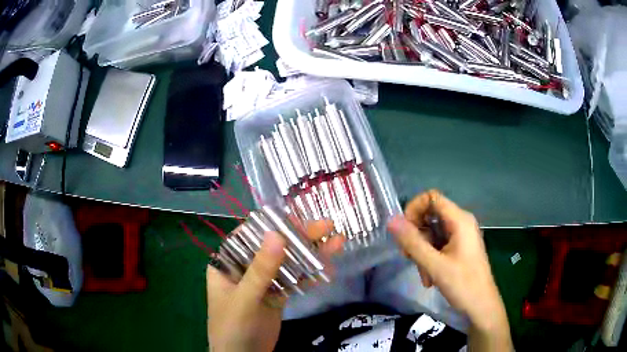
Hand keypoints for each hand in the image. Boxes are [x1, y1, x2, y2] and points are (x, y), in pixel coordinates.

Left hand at [207, 220, 342, 351]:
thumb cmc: (233, 328)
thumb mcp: (245, 299)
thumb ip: (260, 270)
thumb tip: (277, 234)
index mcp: (227, 263)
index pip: (249, 236)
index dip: (273, 225)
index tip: (298, 219)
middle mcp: (245, 269)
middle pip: (273, 248)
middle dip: (299, 237)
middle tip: (327, 226)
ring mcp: (263, 283)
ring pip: (287, 263)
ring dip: (310, 253)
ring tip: (336, 241)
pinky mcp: (277, 296)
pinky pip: (294, 281)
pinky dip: (309, 275)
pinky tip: (327, 267)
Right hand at [387, 190, 508, 334]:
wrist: (481, 306)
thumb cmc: (463, 284)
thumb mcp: (435, 265)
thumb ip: (413, 242)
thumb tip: (391, 220)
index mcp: (460, 220)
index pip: (431, 197)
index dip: (414, 209)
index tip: (404, 232)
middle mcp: (461, 222)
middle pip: (430, 216)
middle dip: (417, 237)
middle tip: (409, 257)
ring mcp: (460, 236)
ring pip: (432, 234)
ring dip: (422, 253)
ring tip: (425, 275)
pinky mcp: (459, 248)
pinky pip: (438, 245)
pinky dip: (430, 258)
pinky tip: (430, 277)